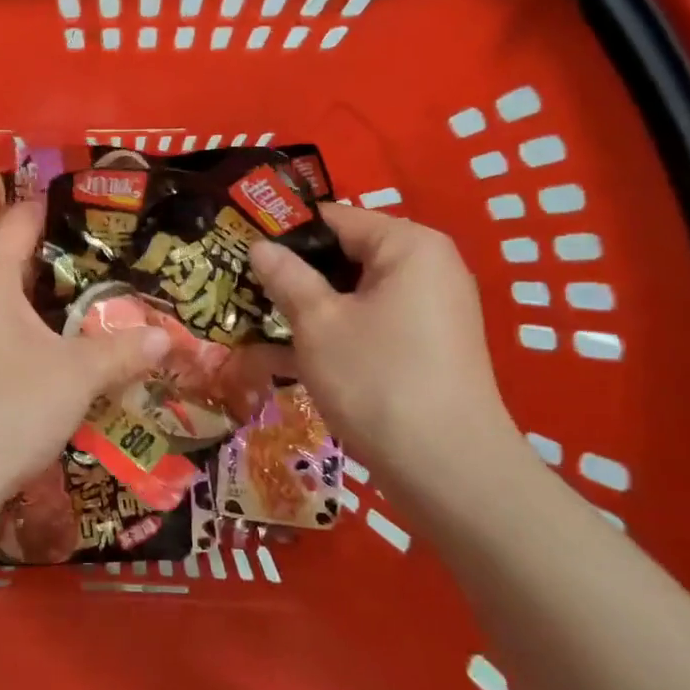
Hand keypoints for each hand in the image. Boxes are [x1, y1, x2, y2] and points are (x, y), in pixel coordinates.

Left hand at [0, 201, 170, 516]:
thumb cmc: (9, 409)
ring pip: (4, 298)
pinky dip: (27, 327)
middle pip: (11, 257)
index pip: (18, 220)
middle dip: (57, 255)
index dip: (52, 206)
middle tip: (105, 257)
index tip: (92, 206)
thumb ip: (122, 350)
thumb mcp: (77, 376)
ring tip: (88, 299)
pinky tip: (56, 349)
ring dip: (42, 297)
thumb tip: (167, 337)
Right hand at [248, 206, 524, 489]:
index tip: (240, 249)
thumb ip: (286, 277)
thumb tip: (259, 246)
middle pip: (346, 255)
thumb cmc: (377, 380)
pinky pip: (371, 323)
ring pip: (355, 294)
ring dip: (309, 307)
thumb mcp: (318, 323)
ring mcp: (431, 310)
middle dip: (295, 274)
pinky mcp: (428, 347)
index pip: (334, 218)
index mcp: (408, 245)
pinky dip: (335, 332)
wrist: (449, 472)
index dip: (284, 233)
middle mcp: (428, 268)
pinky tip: (287, 355)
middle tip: (244, 290)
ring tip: (257, 322)